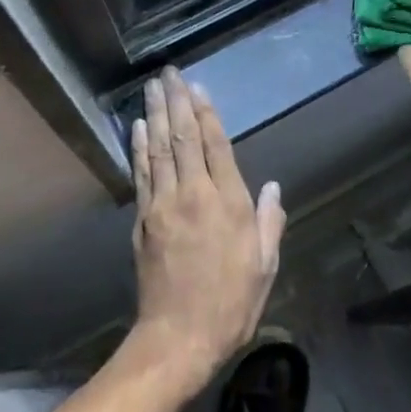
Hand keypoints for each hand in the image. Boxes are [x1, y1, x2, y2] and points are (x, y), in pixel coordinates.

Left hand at [128, 68, 284, 389]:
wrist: (178, 338)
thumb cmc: (230, 304)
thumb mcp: (264, 266)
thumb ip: (268, 222)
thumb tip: (272, 187)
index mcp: (228, 204)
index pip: (216, 146)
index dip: (207, 114)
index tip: (198, 87)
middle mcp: (194, 196)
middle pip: (183, 138)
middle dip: (177, 102)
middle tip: (169, 72)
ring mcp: (163, 206)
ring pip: (159, 149)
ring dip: (156, 114)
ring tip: (152, 87)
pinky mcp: (143, 220)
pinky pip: (142, 174)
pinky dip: (139, 147)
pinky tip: (139, 127)